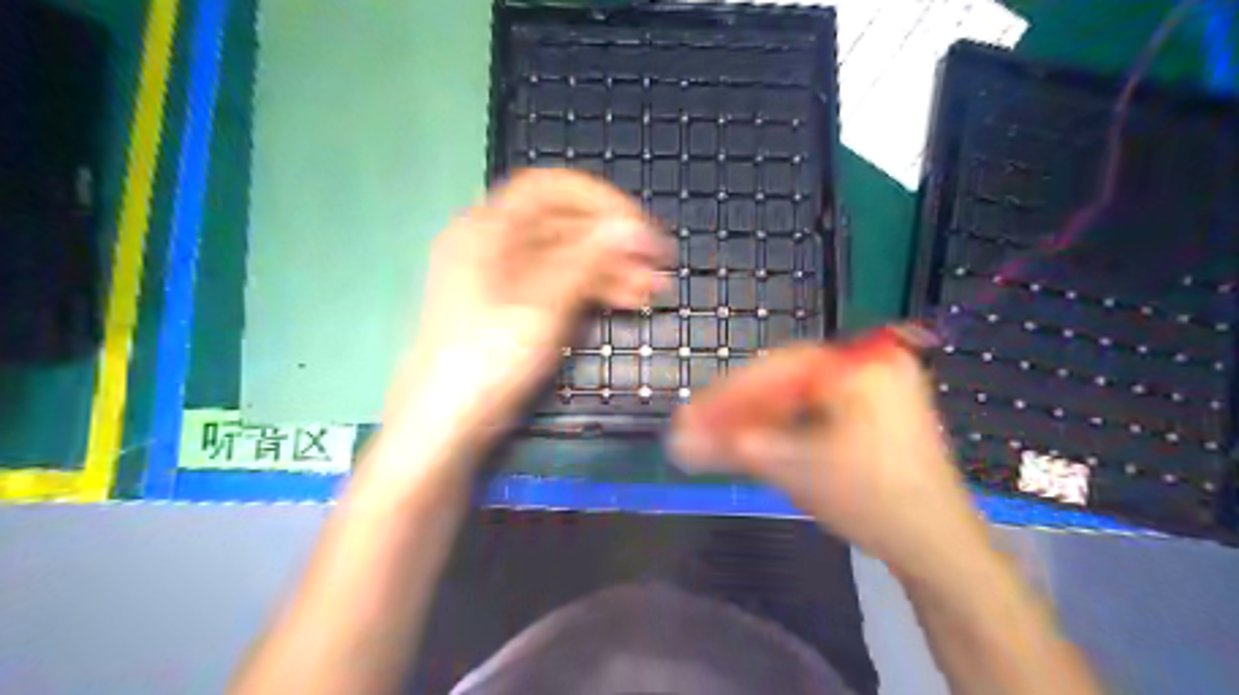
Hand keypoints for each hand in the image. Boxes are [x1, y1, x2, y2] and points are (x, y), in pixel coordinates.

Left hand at [389, 171, 674, 455]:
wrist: (446, 425)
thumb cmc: (488, 358)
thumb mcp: (544, 304)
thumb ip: (589, 259)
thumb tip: (633, 226)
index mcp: (486, 229)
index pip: (548, 188)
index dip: (597, 200)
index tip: (637, 226)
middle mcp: (493, 244)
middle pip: (561, 225)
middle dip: (612, 241)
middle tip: (657, 264)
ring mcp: (503, 278)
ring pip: (565, 257)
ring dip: (609, 268)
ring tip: (652, 290)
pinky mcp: (515, 308)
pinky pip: (558, 284)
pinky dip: (592, 289)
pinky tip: (626, 300)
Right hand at [674, 330, 982, 572]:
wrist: (937, 546)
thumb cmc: (871, 502)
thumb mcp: (796, 470)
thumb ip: (734, 448)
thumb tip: (678, 442)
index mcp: (860, 366)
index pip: (776, 370)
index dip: (726, 396)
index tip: (688, 417)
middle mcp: (870, 362)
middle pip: (785, 378)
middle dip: (739, 407)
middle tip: (697, 428)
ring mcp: (876, 383)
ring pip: (799, 394)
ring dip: (758, 417)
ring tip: (719, 437)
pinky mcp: (875, 407)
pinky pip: (817, 407)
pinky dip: (786, 424)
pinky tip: (757, 439)